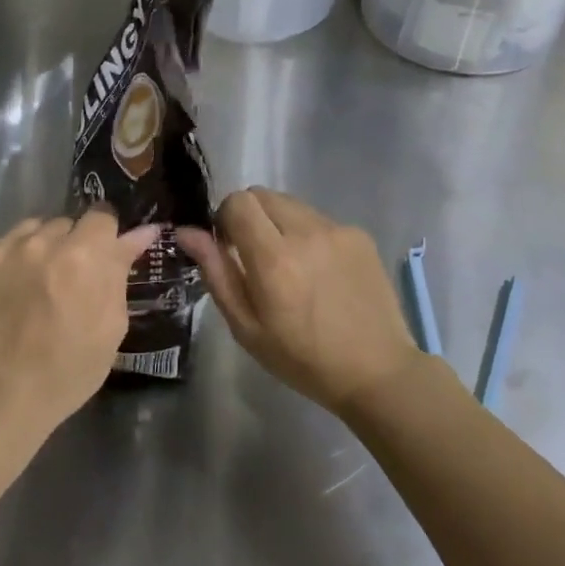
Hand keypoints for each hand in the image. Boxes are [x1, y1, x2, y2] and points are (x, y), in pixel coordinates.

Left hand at [0, 211, 159, 442]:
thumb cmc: (68, 370)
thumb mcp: (111, 325)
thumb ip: (121, 270)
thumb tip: (141, 231)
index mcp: (83, 255)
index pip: (102, 215)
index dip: (105, 235)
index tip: (103, 256)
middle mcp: (40, 241)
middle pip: (65, 223)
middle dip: (72, 245)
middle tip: (68, 280)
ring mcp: (0, 248)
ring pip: (31, 231)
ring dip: (39, 249)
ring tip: (35, 286)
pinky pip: (0, 247)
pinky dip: (8, 264)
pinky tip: (6, 295)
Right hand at [176, 188, 430, 414]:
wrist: (377, 371)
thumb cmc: (302, 359)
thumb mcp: (246, 326)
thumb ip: (215, 272)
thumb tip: (187, 231)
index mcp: (273, 258)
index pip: (237, 202)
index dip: (224, 218)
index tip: (228, 247)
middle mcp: (306, 232)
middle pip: (262, 194)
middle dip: (249, 216)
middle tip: (254, 255)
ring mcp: (337, 230)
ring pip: (291, 203)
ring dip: (279, 223)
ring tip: (289, 265)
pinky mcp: (359, 235)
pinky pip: (319, 219)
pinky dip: (308, 234)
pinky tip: (319, 272)